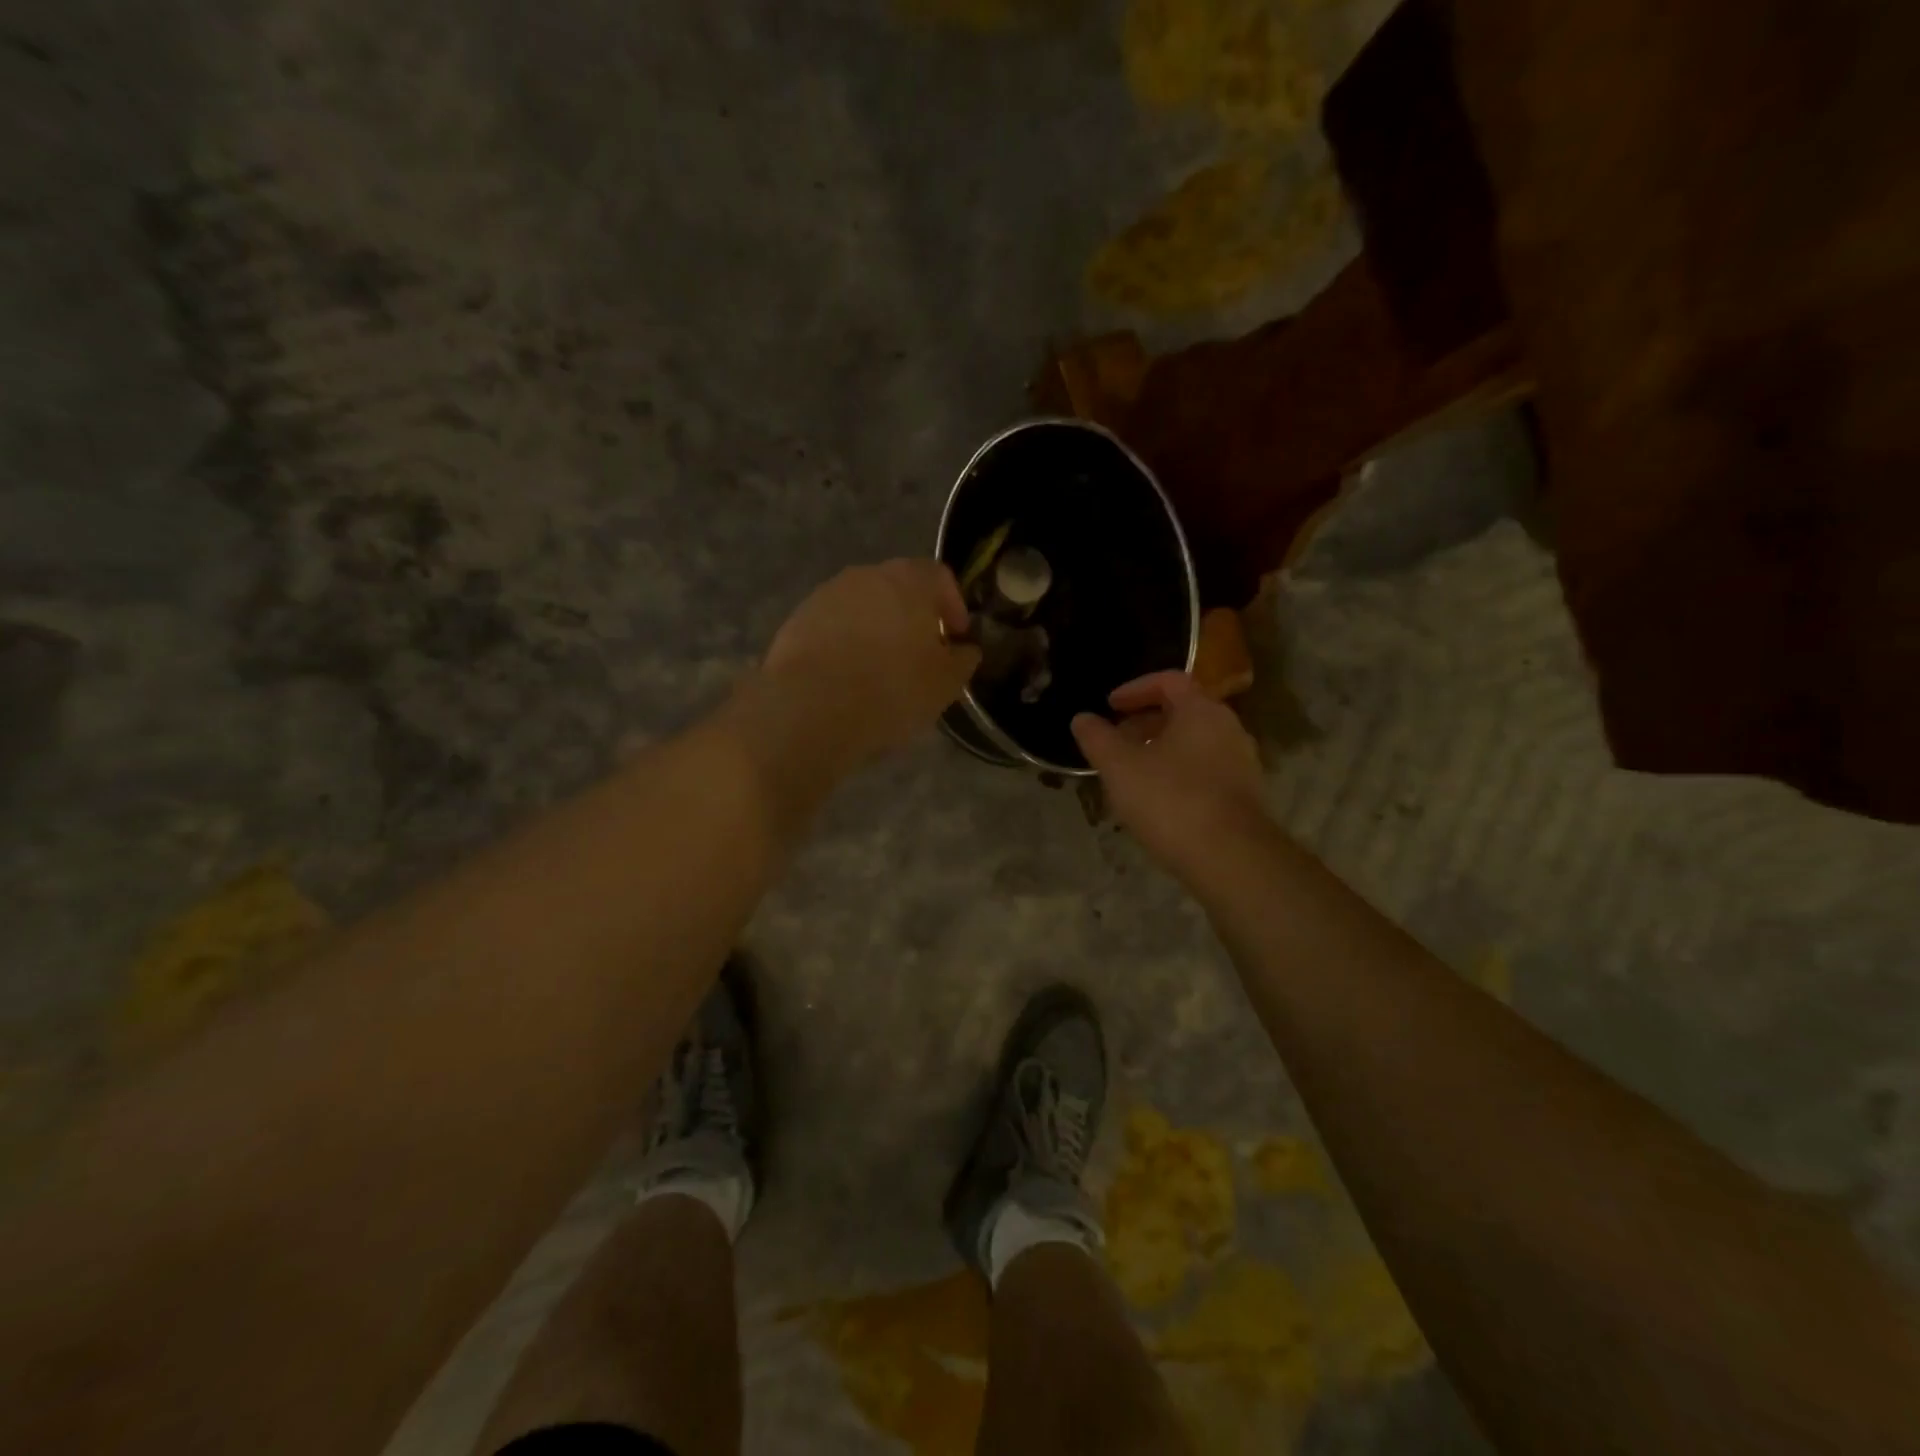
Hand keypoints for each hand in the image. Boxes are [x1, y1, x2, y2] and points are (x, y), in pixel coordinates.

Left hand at [761, 559, 981, 762]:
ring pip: (863, 607)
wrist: (812, 707)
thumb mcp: (946, 683)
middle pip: (899, 588)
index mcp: (909, 580)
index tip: (955, 639)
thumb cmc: (892, 688)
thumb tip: (964, 650)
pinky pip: (833, 626)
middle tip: (919, 655)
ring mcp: (826, 595)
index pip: (940, 577)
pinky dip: (845, 644)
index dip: (953, 607)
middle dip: (913, 617)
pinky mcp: (797, 620)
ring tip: (880, 670)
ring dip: (876, 630)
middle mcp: (866, 575)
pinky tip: (847, 677)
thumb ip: (963, 660)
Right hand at [1071, 671, 1267, 881]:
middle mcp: (1229, 728)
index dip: (1135, 689)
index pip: (1169, 680)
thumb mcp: (1120, 767)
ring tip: (1131, 774)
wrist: (1232, 859)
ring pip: (1194, 744)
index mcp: (1201, 710)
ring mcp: (1242, 763)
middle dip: (1145, 723)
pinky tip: (1157, 801)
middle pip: (1183, 712)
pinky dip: (1178, 774)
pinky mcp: (1245, 796)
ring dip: (1160, 750)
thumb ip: (1097, 739)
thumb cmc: (1171, 800)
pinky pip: (1205, 771)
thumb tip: (1082, 719)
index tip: (1109, 706)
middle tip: (1115, 741)